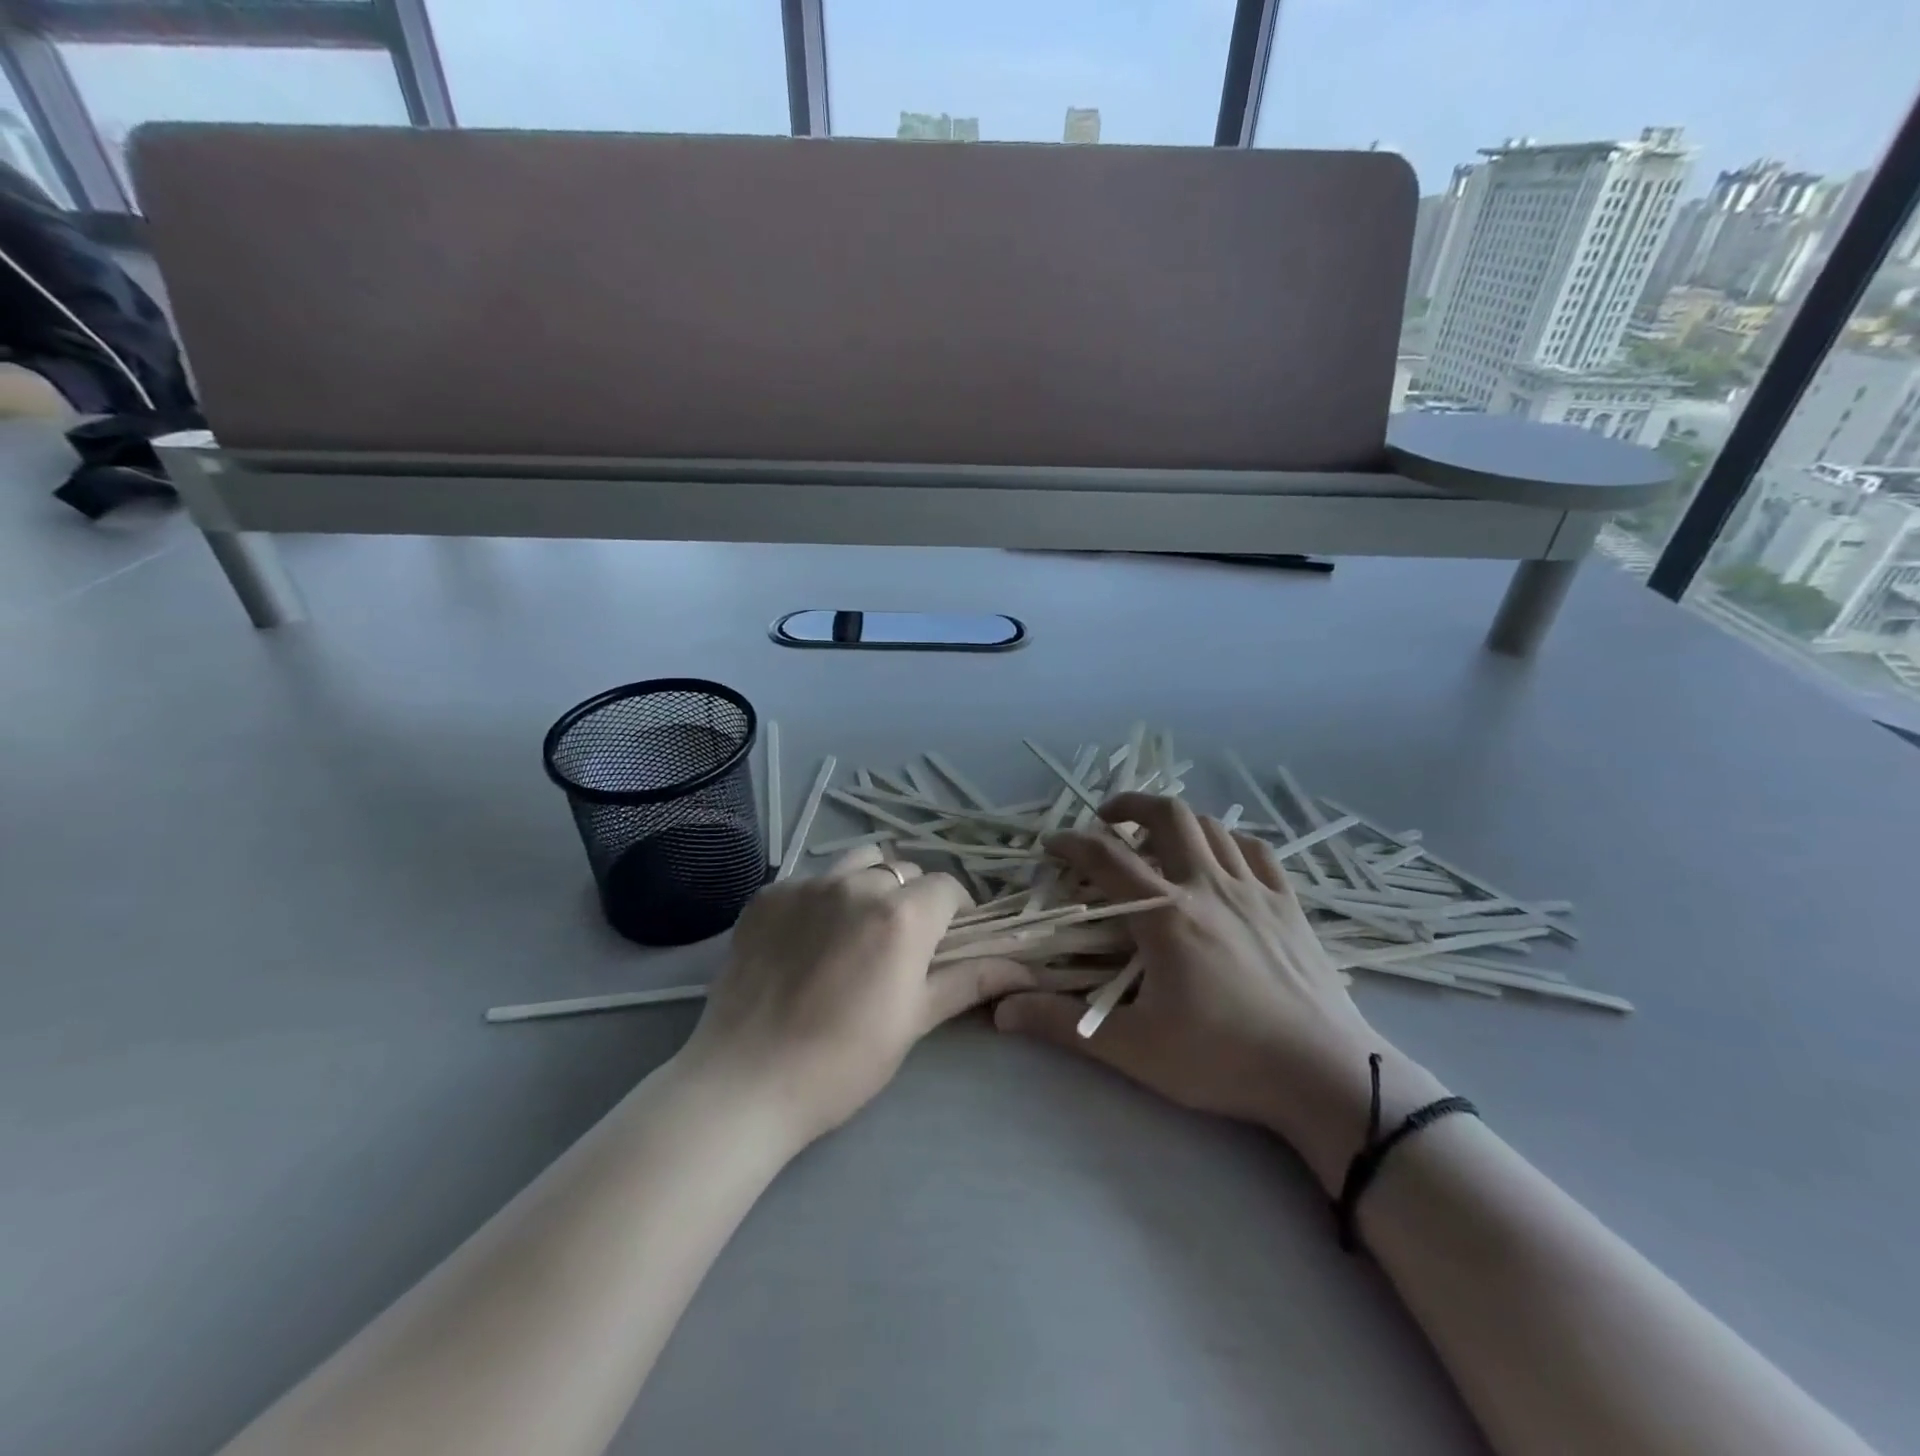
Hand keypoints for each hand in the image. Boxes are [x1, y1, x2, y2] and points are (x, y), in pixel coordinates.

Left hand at [681, 846, 1033, 1148]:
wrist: (745, 1082)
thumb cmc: (843, 1062)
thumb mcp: (914, 1021)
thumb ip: (968, 980)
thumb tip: (1025, 968)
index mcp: (902, 915)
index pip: (948, 887)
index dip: (955, 912)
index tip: (948, 942)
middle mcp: (856, 884)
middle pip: (902, 871)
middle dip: (912, 898)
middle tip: (900, 943)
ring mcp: (807, 884)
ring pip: (857, 863)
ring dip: (869, 885)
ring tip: (856, 930)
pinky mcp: (767, 894)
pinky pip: (811, 881)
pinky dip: (822, 900)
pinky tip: (806, 942)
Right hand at [994, 793, 1434, 1189]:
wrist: (1324, 1076)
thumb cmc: (1224, 1060)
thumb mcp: (1134, 1047)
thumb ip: (1063, 1023)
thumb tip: (1000, 1010)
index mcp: (1166, 915)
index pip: (1106, 857)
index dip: (1071, 842)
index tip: (1052, 844)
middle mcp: (1208, 886)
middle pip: (1166, 815)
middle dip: (1129, 805)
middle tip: (1107, 819)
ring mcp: (1254, 890)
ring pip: (1211, 826)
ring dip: (1176, 821)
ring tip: (1157, 838)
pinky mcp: (1288, 904)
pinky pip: (1257, 850)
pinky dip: (1230, 841)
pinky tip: (1220, 858)